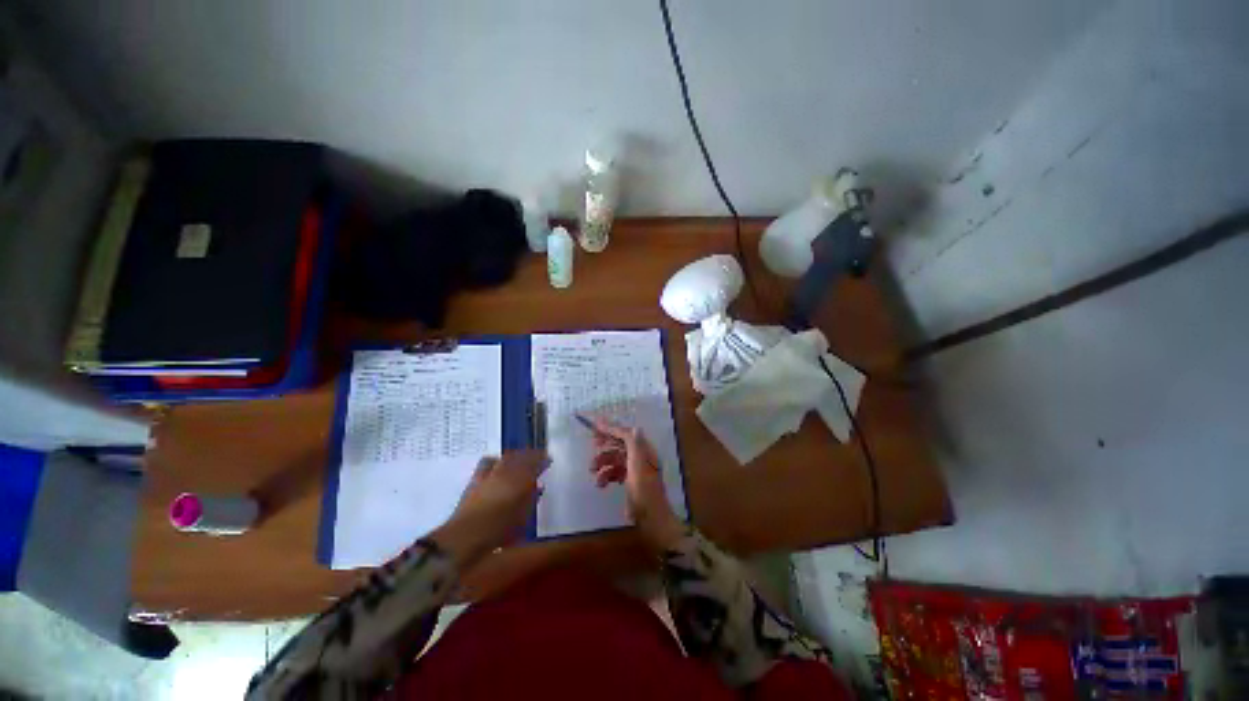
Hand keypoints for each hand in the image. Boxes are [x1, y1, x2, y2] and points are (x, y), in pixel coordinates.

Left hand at [431, 450, 547, 567]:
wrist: (466, 537)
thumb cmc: (500, 531)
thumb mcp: (523, 517)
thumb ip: (532, 499)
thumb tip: (539, 487)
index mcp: (521, 480)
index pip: (535, 462)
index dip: (542, 459)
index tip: (548, 459)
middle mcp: (506, 472)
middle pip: (520, 456)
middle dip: (529, 455)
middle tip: (536, 457)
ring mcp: (489, 475)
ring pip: (505, 457)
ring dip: (514, 455)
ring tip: (518, 459)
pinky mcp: (474, 481)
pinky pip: (487, 463)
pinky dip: (495, 460)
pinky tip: (496, 464)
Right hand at [587, 416, 685, 551]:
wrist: (652, 520)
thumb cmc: (644, 491)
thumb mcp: (638, 465)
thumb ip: (634, 445)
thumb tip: (634, 427)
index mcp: (644, 450)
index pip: (625, 433)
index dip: (611, 428)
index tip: (594, 425)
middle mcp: (641, 457)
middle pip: (620, 444)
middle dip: (605, 445)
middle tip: (592, 446)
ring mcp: (636, 470)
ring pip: (616, 459)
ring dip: (603, 462)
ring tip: (592, 471)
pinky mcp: (631, 482)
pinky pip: (616, 473)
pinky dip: (607, 476)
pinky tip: (601, 484)